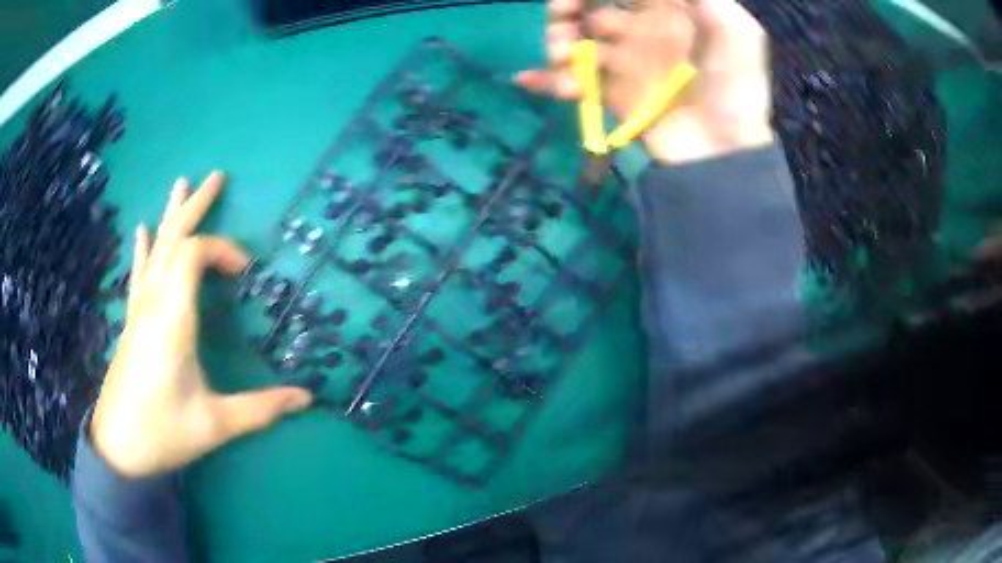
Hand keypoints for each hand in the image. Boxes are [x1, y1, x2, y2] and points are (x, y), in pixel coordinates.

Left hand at [90, 172, 312, 477]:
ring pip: (154, 250)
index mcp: (171, 321)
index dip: (221, 250)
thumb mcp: (215, 425)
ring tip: (182, 184)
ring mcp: (138, 311)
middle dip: (195, 207)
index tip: (244, 272)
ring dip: (171, 216)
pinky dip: (143, 247)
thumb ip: (261, 409)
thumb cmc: (163, 434)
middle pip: (171, 239)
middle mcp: (152, 305)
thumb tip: (306, 398)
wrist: (117, 449)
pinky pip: (138, 273)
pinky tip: (141, 230)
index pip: (192, 256)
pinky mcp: (132, 322)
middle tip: (217, 177)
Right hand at [517, 0, 773, 163]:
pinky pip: (572, 81)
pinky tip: (527, 78)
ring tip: (561, 52)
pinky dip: (547, 80)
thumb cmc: (736, 86)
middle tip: (563, 13)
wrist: (725, 152)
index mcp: (668, 10)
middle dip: (568, 5)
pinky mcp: (612, 95)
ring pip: (576, 39)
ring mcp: (624, 63)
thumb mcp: (735, 30)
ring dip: (557, 39)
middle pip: (591, 7)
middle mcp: (641, 30)